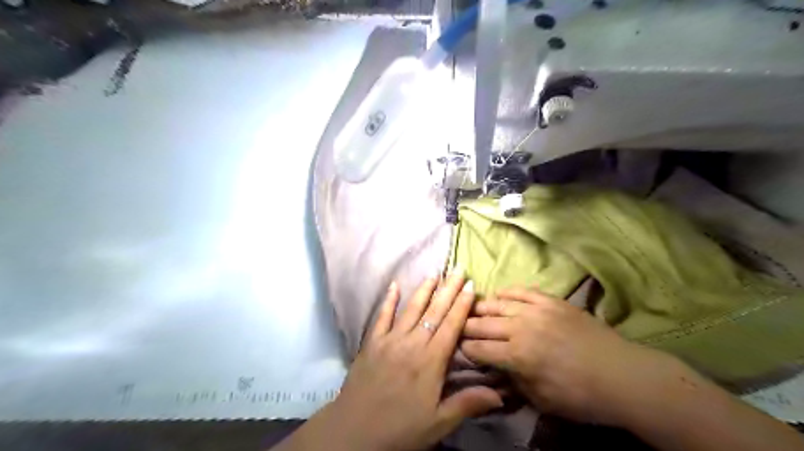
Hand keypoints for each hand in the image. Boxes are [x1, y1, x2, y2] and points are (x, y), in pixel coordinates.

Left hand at [285, 275, 499, 450]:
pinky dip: (388, 300)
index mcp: (430, 361)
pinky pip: (382, 317)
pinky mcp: (372, 343)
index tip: (470, 286)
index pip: (450, 326)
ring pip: (411, 309)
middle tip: (458, 269)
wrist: (354, 431)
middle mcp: (412, 344)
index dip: (462, 305)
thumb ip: (467, 403)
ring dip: (423, 290)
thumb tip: (501, 394)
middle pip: (434, 312)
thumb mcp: (438, 422)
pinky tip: (394, 286)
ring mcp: (390, 340)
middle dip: (448, 290)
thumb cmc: (400, 429)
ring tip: (434, 274)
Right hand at [458, 289, 676, 425]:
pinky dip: (507, 292)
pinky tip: (498, 294)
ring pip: (498, 304)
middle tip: (456, 327)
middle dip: (465, 326)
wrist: (622, 375)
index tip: (456, 347)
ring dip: (481, 307)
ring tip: (471, 309)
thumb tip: (496, 370)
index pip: (479, 348)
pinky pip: (522, 291)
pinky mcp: (551, 301)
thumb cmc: (581, 396)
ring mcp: (537, 310)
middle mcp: (521, 328)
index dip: (464, 348)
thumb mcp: (541, 399)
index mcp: (517, 355)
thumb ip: (513, 382)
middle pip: (483, 323)